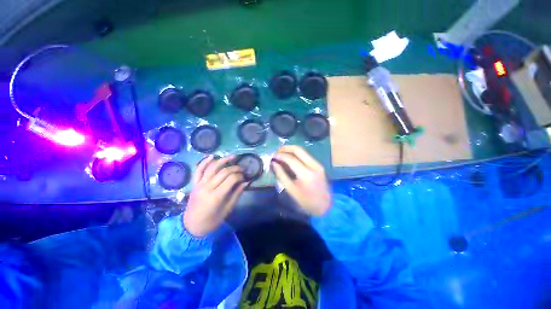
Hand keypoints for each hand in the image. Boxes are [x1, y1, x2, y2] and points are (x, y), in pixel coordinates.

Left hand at [183, 155, 247, 236]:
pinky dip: (204, 162)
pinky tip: (212, 156)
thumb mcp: (227, 210)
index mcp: (216, 196)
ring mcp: (199, 184)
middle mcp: (207, 187)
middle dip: (235, 168)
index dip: (240, 175)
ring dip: (223, 160)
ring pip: (212, 167)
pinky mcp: (194, 184)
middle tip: (242, 168)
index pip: (231, 179)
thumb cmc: (212, 221)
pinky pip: (198, 170)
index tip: (245, 177)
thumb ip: (237, 194)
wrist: (191, 226)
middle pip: (223, 171)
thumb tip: (246, 182)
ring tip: (233, 156)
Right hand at [271, 145, 330, 215]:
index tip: (272, 157)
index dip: (280, 156)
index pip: (291, 159)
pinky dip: (296, 154)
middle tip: (277, 152)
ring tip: (281, 154)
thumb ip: (281, 175)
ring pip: (302, 150)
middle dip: (285, 148)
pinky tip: (290, 158)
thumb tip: (273, 163)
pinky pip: (306, 155)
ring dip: (291, 150)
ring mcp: (317, 164)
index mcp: (306, 174)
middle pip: (298, 149)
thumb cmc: (306, 201)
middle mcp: (313, 165)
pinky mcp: (319, 165)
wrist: (325, 205)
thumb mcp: (291, 189)